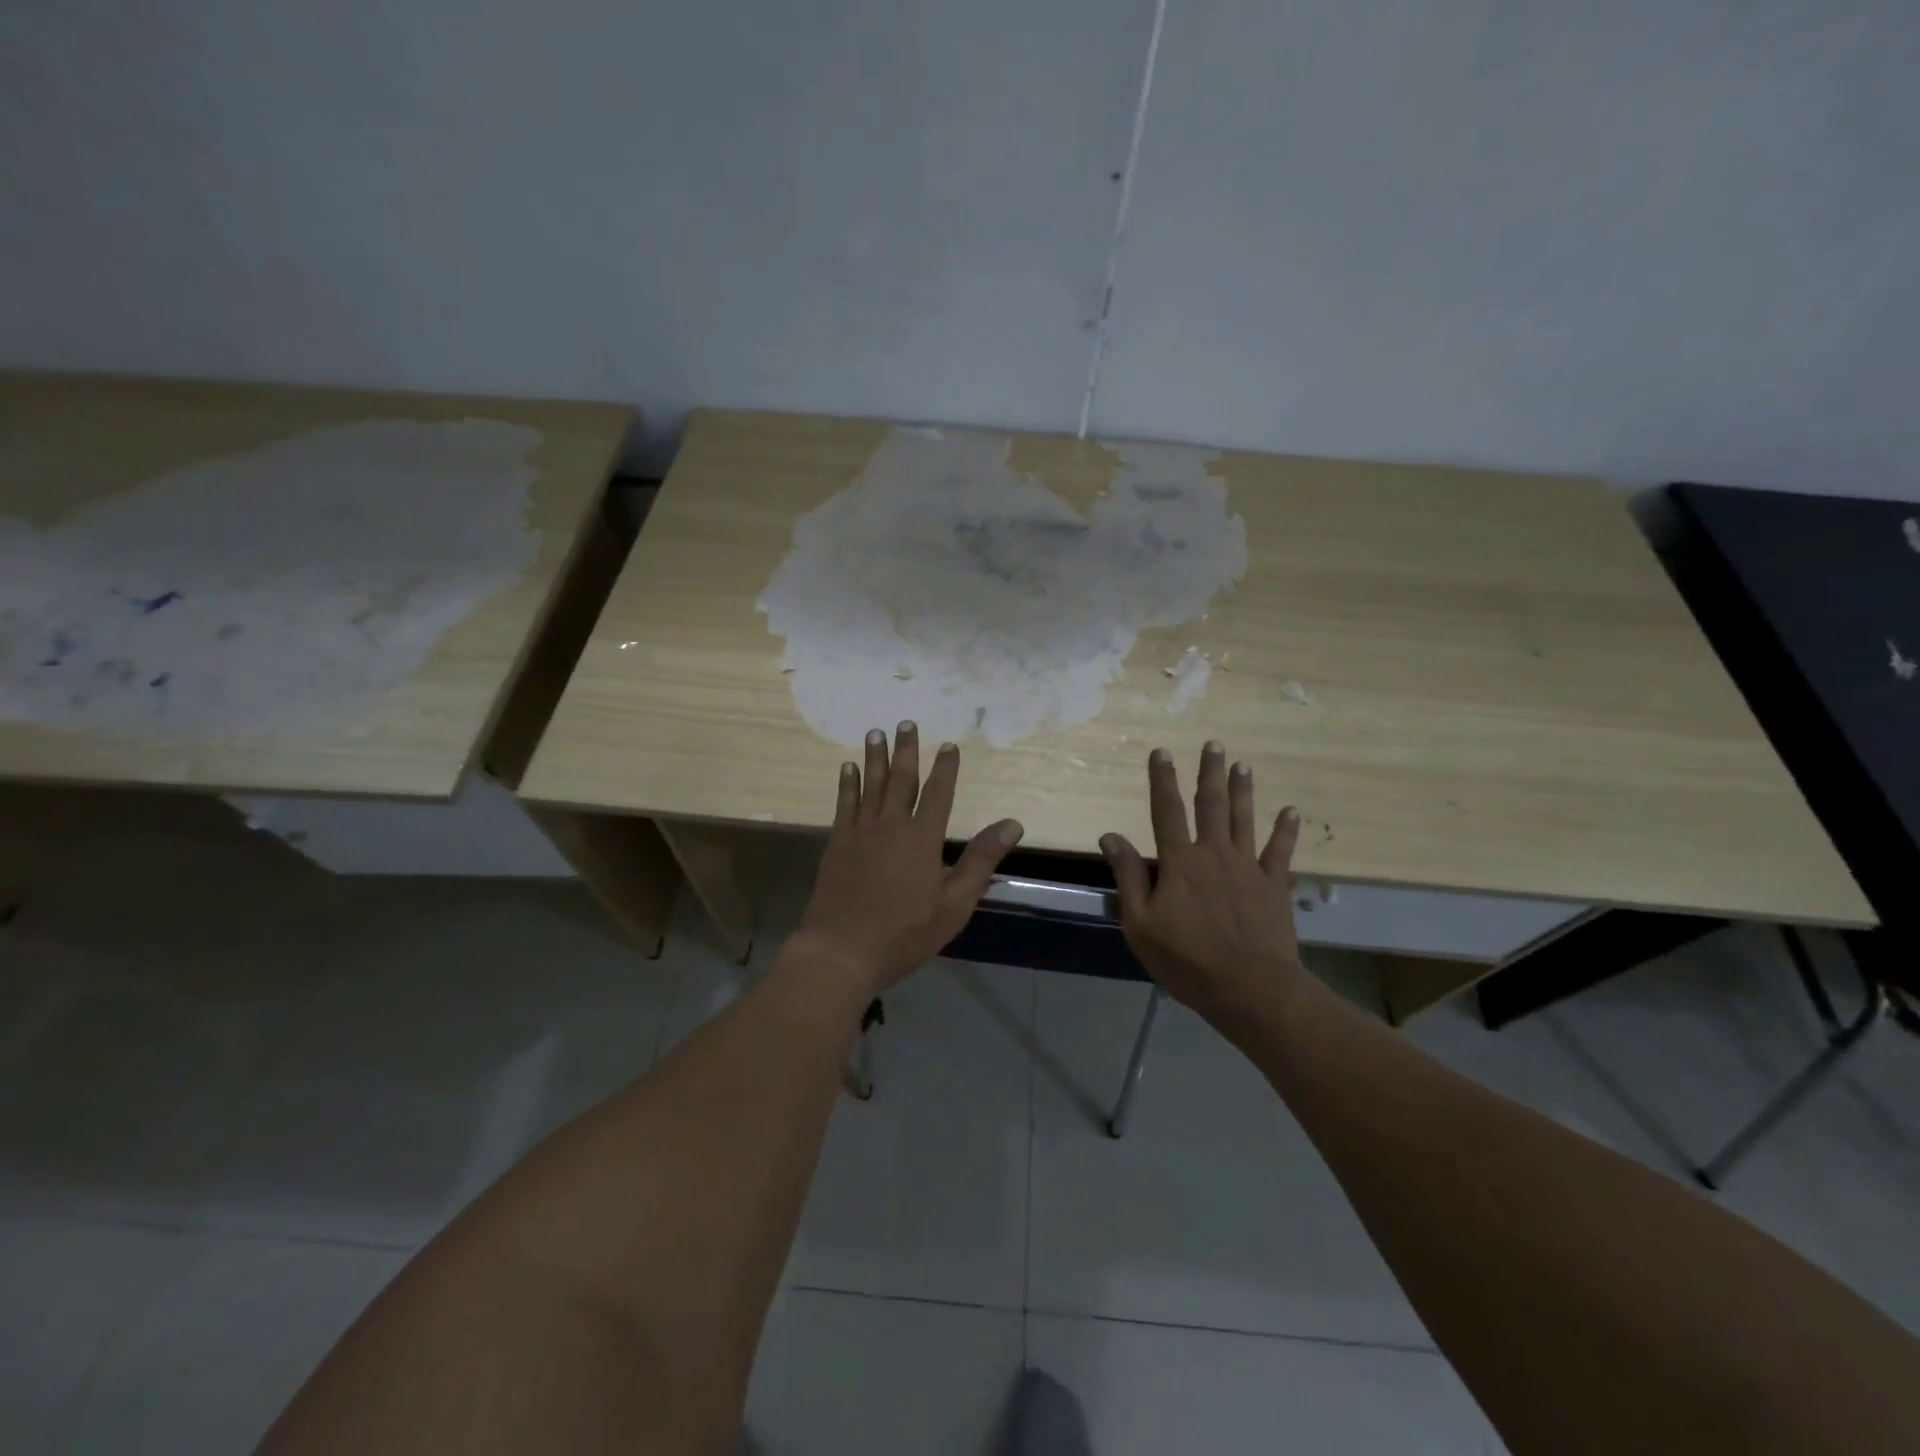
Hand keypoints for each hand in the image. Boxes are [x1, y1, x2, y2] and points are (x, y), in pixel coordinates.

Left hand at [794, 722, 1023, 997]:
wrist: (842, 951)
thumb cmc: (904, 933)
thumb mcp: (954, 904)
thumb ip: (981, 861)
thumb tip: (1012, 824)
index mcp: (923, 838)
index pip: (938, 793)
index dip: (945, 768)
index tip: (949, 745)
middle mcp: (891, 825)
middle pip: (901, 779)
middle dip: (906, 750)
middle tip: (906, 723)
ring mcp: (860, 832)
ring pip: (870, 785)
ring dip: (875, 757)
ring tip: (877, 732)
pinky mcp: (837, 843)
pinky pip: (843, 804)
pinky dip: (846, 784)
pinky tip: (847, 768)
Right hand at [1100, 742, 1306, 1028]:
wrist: (1249, 988)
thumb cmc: (1186, 959)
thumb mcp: (1140, 923)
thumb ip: (1128, 876)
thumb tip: (1111, 835)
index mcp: (1179, 861)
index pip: (1166, 810)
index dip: (1161, 779)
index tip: (1161, 752)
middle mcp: (1214, 853)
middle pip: (1210, 804)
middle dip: (1209, 772)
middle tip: (1213, 744)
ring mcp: (1248, 866)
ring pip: (1244, 818)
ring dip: (1242, 790)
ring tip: (1242, 764)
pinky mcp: (1274, 885)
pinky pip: (1281, 850)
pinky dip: (1286, 830)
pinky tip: (1292, 811)